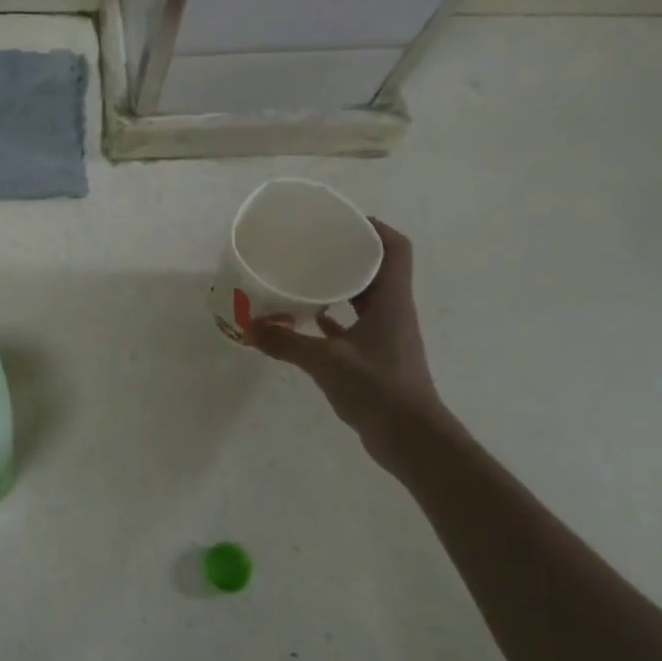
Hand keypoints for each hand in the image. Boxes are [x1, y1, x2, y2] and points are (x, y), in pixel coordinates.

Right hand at [248, 221, 454, 468]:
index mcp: (391, 301)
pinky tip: (305, 322)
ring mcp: (386, 336)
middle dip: (348, 254)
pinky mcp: (377, 358)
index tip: (342, 220)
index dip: (374, 228)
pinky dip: (332, 320)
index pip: (395, 249)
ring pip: (364, 298)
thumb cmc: (378, 389)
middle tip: (313, 246)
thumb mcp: (326, 362)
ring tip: (304, 278)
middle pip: (377, 269)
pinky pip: (353, 327)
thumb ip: (288, 343)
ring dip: (339, 287)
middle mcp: (393, 312)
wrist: (412, 440)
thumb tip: (250, 327)